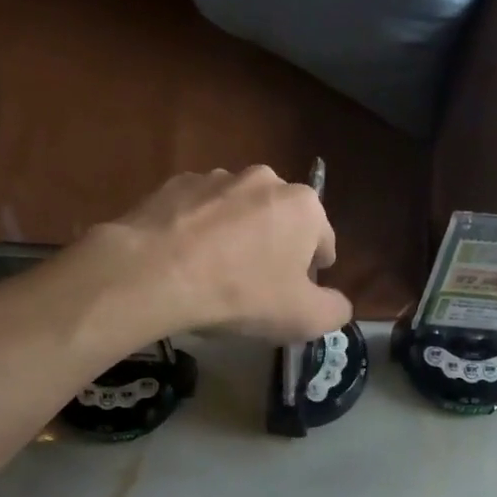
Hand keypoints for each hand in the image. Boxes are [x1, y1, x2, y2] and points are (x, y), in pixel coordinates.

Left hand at [82, 167, 353, 341]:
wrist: (157, 273)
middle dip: (275, 247)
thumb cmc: (243, 294)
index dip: (314, 271)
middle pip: (281, 219)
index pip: (323, 239)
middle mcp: (265, 179)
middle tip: (257, 285)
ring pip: (238, 212)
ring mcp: (217, 177)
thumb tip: (339, 304)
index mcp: (304, 206)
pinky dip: (198, 231)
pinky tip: (186, 261)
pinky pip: (198, 212)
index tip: (297, 293)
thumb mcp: (304, 318)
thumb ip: (335, 310)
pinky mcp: (175, 184)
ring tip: (216, 272)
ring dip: (236, 235)